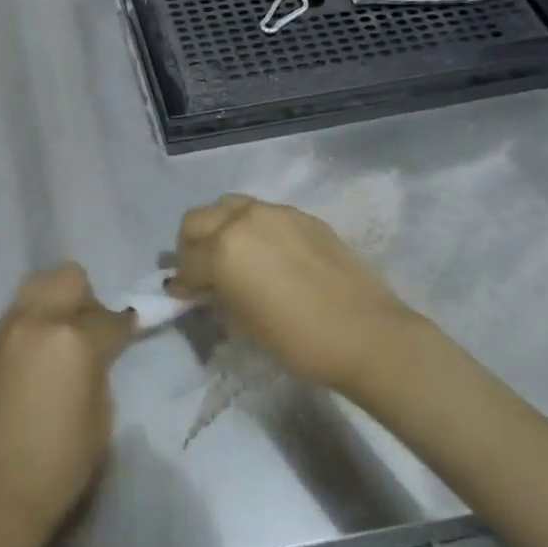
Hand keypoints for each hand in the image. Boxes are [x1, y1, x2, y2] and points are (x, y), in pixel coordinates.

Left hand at [0, 263, 135, 546]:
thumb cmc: (60, 462)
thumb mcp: (101, 414)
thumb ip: (101, 367)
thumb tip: (101, 350)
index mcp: (74, 338)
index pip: (109, 316)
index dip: (126, 326)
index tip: (133, 332)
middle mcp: (38, 319)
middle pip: (69, 278)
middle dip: (88, 298)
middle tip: (95, 331)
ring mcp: (9, 327)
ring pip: (40, 284)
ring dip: (59, 300)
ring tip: (66, 336)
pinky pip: (20, 309)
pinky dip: (37, 315)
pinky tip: (43, 350)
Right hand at [168, 195, 418, 393]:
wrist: (366, 333)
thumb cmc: (297, 339)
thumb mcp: (243, 324)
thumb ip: (216, 296)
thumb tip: (202, 288)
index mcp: (222, 249)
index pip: (186, 262)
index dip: (181, 283)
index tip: (183, 296)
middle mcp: (242, 220)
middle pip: (197, 220)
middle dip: (191, 245)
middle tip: (201, 271)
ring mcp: (274, 212)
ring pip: (230, 207)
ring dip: (220, 228)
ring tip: (232, 255)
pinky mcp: (302, 215)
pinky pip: (263, 213)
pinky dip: (252, 228)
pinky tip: (268, 254)